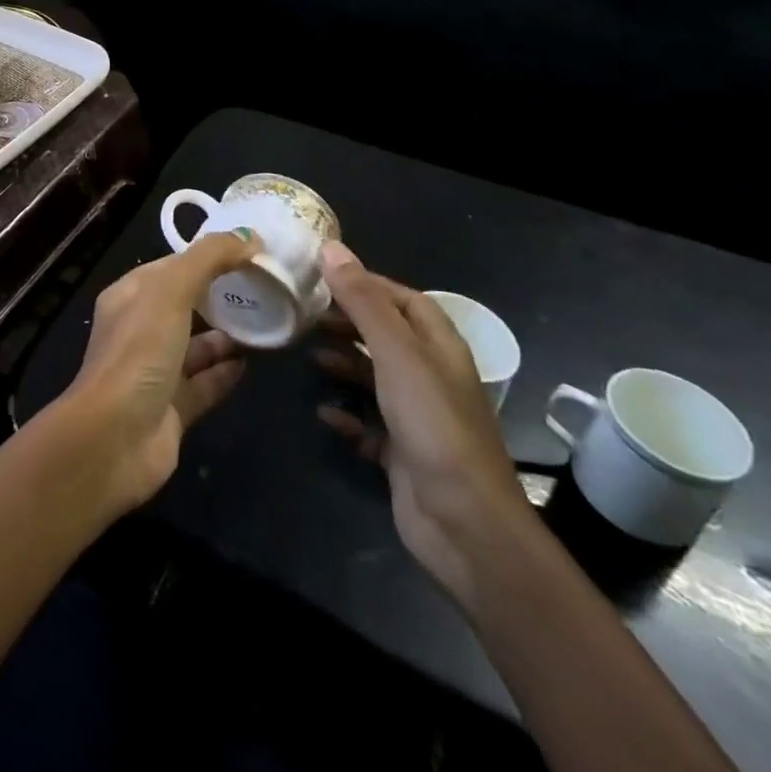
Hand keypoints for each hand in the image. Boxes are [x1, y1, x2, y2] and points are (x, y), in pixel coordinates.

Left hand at [59, 232, 258, 512]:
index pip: (172, 267)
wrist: (114, 438)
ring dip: (226, 336)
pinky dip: (225, 373)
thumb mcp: (171, 290)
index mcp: (130, 296)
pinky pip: (204, 384)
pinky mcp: (172, 409)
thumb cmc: (139, 352)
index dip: (208, 257)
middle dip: (220, 296)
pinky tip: (252, 364)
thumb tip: (250, 237)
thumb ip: (208, 259)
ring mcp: (155, 372)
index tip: (250, 251)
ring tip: (266, 323)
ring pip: (196, 347)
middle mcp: (140, 330)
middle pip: (185, 305)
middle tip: (266, 288)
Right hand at [313, 243, 537, 604]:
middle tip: (306, 316)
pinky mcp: (404, 454)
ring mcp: (419, 418)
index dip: (367, 284)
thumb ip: (364, 301)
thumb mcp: (396, 353)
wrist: (464, 524)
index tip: (323, 277)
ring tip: (308, 357)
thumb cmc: (433, 424)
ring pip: (376, 378)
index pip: (404, 299)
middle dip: (349, 323)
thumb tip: (332, 248)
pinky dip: (346, 415)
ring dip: (344, 365)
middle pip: (387, 336)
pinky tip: (323, 412)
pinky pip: (369, 425)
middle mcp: (432, 376)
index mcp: (440, 347)